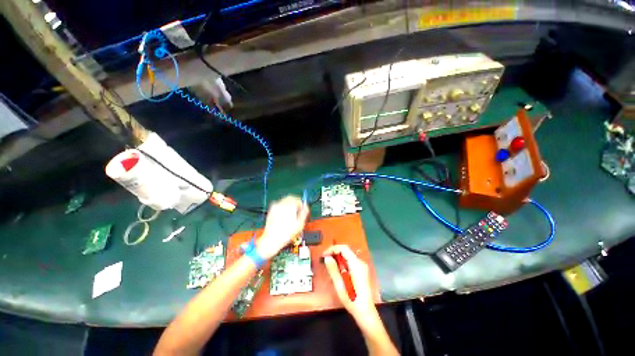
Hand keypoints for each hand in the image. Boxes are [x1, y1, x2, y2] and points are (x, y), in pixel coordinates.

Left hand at [257, 196, 308, 258]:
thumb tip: (306, 207)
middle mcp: (282, 204)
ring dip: (289, 204)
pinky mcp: (271, 211)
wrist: (271, 240)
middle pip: (291, 198)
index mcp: (290, 206)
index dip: (302, 204)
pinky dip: (283, 207)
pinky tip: (284, 215)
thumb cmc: (285, 234)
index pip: (298, 199)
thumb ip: (304, 213)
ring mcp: (275, 207)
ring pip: (284, 200)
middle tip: (298, 210)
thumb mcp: (300, 224)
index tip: (303, 209)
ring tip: (291, 213)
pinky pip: (279, 205)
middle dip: (295, 202)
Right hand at [323, 245, 376, 321]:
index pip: (344, 248)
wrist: (366, 313)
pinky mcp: (362, 271)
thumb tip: (327, 257)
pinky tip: (337, 270)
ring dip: (338, 258)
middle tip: (325, 260)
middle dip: (334, 253)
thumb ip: (333, 270)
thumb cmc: (353, 301)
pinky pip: (350, 262)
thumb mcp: (340, 286)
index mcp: (356, 264)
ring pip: (348, 256)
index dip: (333, 249)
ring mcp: (362, 266)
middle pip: (346, 251)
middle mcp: (361, 262)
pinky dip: (343, 263)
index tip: (324, 255)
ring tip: (329, 265)